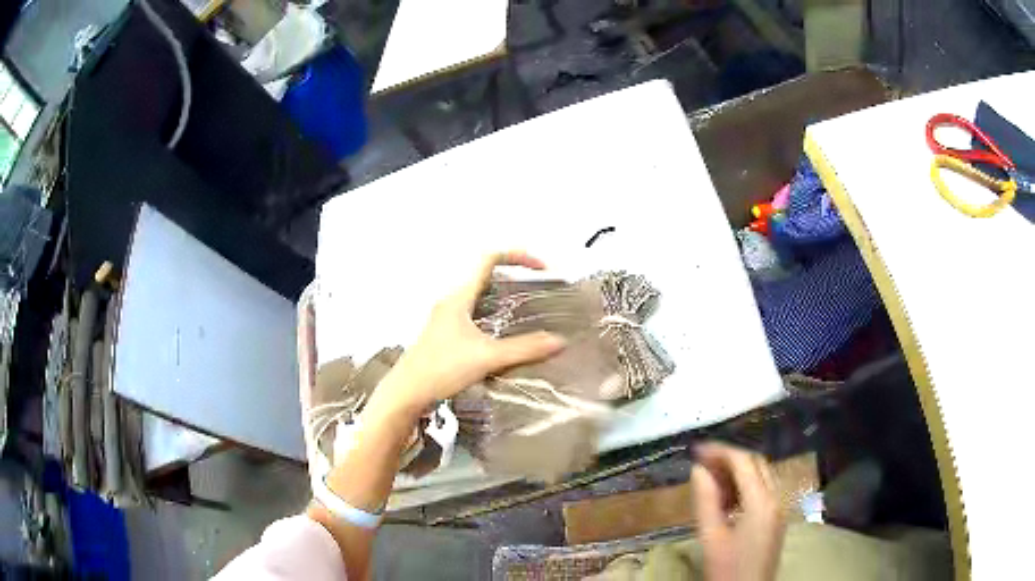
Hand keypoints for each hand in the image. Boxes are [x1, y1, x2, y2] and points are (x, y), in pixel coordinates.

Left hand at [367, 251, 566, 418]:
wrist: (407, 393)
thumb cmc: (440, 369)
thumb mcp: (487, 358)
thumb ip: (524, 349)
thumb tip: (558, 341)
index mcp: (459, 297)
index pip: (489, 259)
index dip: (517, 256)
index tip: (541, 268)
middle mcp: (451, 302)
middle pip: (485, 275)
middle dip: (513, 275)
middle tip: (536, 287)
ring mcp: (445, 319)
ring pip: (478, 296)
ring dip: (502, 296)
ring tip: (525, 310)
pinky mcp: (444, 335)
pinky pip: (473, 314)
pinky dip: (492, 315)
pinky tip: (502, 337)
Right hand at [691, 443, 785, 580]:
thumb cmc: (728, 570)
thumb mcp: (711, 537)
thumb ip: (706, 501)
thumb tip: (698, 470)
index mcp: (762, 502)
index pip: (744, 462)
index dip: (720, 451)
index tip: (696, 450)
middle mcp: (777, 498)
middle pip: (756, 463)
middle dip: (729, 458)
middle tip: (701, 462)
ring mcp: (779, 508)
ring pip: (761, 475)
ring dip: (737, 472)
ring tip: (709, 481)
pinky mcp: (776, 518)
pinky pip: (763, 489)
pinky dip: (744, 486)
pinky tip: (725, 499)